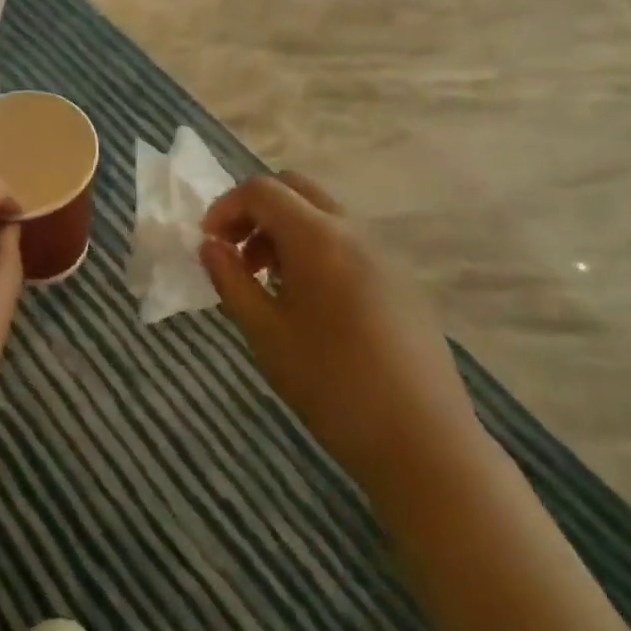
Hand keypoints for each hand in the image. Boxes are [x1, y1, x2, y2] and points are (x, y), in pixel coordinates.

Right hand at [200, 172, 480, 494]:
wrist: (423, 442)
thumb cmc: (332, 386)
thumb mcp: (266, 334)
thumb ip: (231, 281)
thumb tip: (209, 246)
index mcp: (318, 237)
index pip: (261, 190)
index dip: (225, 207)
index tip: (207, 244)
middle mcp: (353, 231)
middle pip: (294, 188)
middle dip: (255, 210)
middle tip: (234, 252)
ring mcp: (383, 253)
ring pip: (322, 214)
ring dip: (284, 229)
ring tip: (266, 282)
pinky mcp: (400, 280)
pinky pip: (346, 241)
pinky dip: (313, 248)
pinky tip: (308, 302)